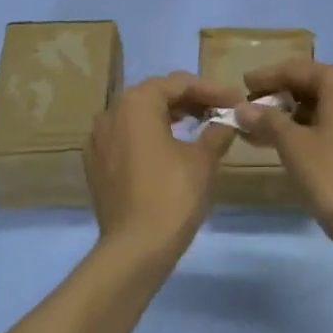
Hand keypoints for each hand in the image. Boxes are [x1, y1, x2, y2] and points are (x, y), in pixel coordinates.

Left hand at [86, 73, 240, 260]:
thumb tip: (227, 122)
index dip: (211, 90)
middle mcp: (111, 112)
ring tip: (201, 127)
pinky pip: (127, 139)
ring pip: (140, 117)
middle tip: (220, 111)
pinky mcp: (96, 164)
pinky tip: (171, 150)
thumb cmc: (171, 195)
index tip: (237, 101)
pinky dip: (150, 137)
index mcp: (136, 103)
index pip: (179, 83)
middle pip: (156, 95)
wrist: (134, 249)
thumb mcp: (202, 160)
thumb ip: (216, 133)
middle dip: (190, 101)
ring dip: (170, 118)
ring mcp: (98, 139)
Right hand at [235, 59, 332, 259]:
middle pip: (309, 84)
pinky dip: (305, 127)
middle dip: (276, 96)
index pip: (295, 69)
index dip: (265, 77)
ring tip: (257, 128)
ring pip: (319, 104)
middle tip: (247, 108)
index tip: (241, 84)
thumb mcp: (292, 144)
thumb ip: (266, 119)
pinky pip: (330, 120)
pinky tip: (281, 141)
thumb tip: (240, 108)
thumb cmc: (332, 175)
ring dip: (288, 114)